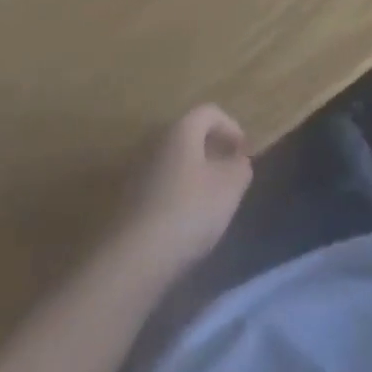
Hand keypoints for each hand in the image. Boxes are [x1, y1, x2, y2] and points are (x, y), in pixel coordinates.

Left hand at [122, 105, 252, 275]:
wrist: (133, 259)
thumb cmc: (189, 211)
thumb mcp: (230, 187)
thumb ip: (240, 167)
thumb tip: (238, 160)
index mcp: (181, 129)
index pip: (209, 112)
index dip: (231, 127)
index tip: (244, 153)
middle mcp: (156, 141)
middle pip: (189, 136)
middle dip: (211, 151)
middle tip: (228, 174)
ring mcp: (136, 171)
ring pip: (173, 162)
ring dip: (192, 175)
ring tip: (208, 202)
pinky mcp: (126, 201)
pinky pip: (158, 186)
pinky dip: (174, 195)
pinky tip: (184, 222)